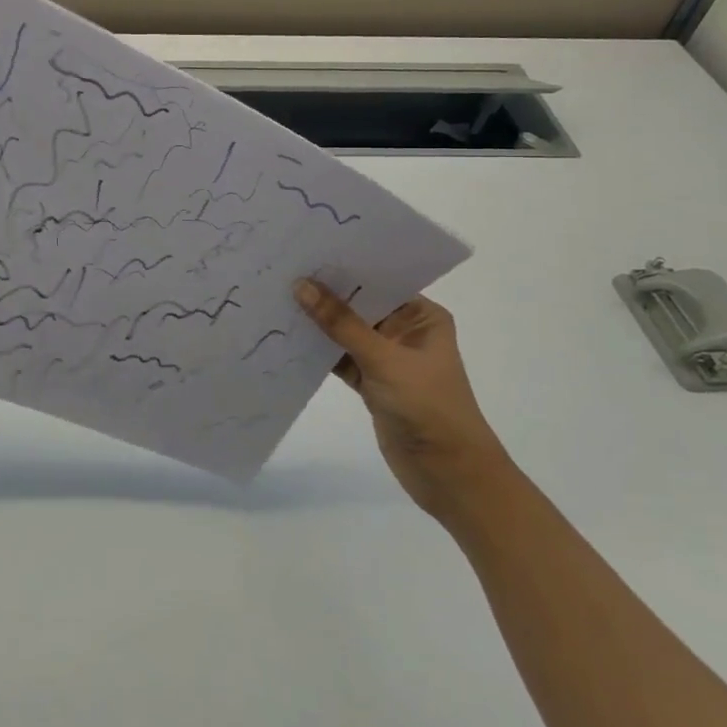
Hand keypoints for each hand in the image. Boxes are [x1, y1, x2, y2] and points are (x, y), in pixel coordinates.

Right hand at [295, 280, 511, 517]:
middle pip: (358, 305)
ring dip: (318, 323)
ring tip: (277, 297)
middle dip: (325, 293)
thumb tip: (301, 285)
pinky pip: (339, 358)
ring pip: (345, 333)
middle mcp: (405, 331)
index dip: (344, 267)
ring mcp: (386, 359)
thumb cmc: (428, 407)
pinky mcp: (371, 384)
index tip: (306, 251)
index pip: (379, 281)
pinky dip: (318, 351)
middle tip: (282, 270)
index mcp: (422, 316)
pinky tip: (288, 336)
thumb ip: (340, 323)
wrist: (449, 476)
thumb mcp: (383, 359)